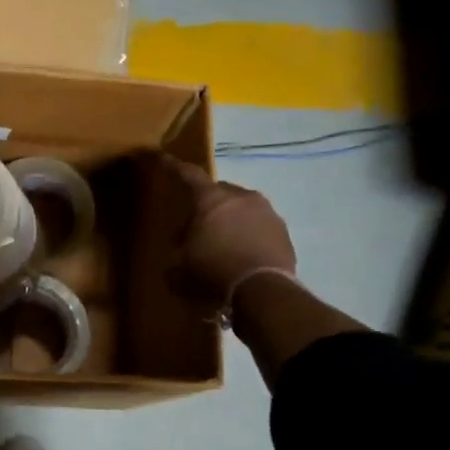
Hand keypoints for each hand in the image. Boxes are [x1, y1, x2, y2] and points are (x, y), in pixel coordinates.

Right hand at [162, 156, 297, 303]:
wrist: (262, 290)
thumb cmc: (212, 272)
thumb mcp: (178, 268)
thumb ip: (176, 252)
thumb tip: (182, 249)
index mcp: (211, 199)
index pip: (189, 175)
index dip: (174, 167)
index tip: (166, 158)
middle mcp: (242, 197)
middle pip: (220, 192)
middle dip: (209, 204)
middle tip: (199, 225)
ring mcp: (268, 213)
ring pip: (243, 209)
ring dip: (232, 221)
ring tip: (224, 244)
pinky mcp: (284, 232)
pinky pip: (260, 228)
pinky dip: (250, 237)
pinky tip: (243, 256)